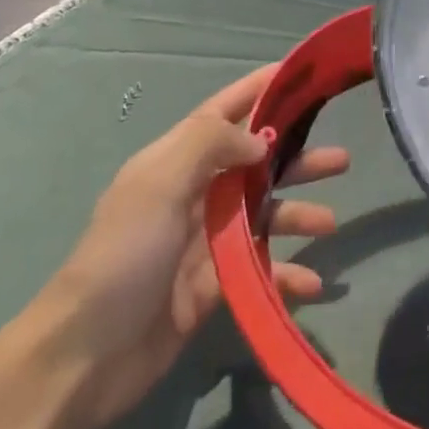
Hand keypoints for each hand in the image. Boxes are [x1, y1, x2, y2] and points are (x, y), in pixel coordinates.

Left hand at [43, 63, 346, 425]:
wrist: (87, 353)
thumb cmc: (125, 254)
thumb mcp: (160, 184)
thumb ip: (211, 146)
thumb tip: (261, 140)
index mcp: (175, 162)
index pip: (223, 113)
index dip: (259, 90)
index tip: (300, 75)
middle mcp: (193, 195)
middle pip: (255, 166)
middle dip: (296, 159)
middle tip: (342, 161)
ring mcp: (204, 243)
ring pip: (264, 217)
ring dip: (298, 216)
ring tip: (331, 223)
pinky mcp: (214, 288)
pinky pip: (261, 271)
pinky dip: (286, 275)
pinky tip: (312, 284)